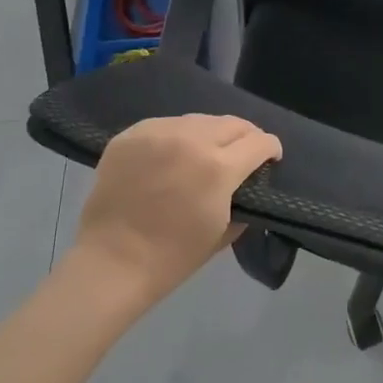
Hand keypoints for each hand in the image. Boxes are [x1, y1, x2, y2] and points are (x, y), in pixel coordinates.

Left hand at [67, 115, 281, 315]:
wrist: (111, 263)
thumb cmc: (172, 257)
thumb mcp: (223, 231)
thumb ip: (242, 199)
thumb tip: (246, 183)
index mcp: (219, 167)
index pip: (260, 141)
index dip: (271, 149)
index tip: (271, 158)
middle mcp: (191, 140)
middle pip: (232, 123)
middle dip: (245, 137)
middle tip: (243, 153)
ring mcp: (158, 133)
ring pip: (199, 120)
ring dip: (210, 134)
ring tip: (205, 152)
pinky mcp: (131, 134)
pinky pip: (166, 125)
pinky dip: (177, 137)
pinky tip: (173, 155)